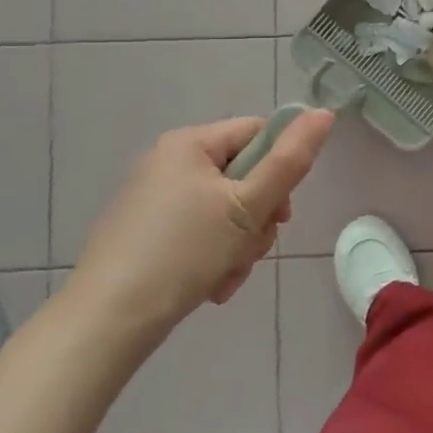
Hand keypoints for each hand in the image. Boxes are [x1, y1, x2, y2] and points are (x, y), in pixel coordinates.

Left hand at [68, 110, 334, 343]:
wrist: (108, 320)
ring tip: (228, 275)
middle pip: (243, 176)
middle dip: (258, 218)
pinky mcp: (144, 233)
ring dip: (239, 243)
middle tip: (252, 248)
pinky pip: (198, 232)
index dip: (280, 168)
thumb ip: (290, 160)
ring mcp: (153, 199)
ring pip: (224, 210)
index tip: (281, 212)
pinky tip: (211, 285)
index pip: (258, 133)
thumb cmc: (184, 251)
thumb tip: (324, 113)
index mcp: (190, 143)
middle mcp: (168, 162)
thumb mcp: (248, 205)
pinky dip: (213, 256)